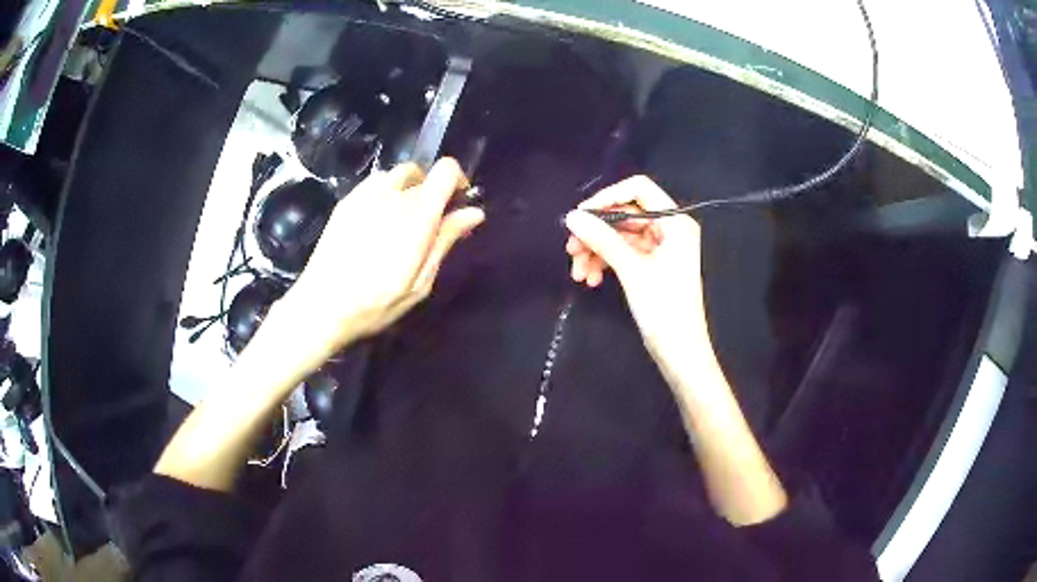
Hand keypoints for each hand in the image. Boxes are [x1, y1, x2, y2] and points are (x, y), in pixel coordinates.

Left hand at [276, 158, 484, 363]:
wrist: (321, 306)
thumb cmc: (376, 303)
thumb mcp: (420, 282)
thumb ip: (445, 241)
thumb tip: (475, 212)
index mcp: (416, 215)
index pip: (445, 170)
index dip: (456, 180)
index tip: (456, 203)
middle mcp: (392, 196)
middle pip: (423, 174)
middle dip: (432, 191)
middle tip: (428, 222)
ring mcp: (365, 195)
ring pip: (398, 174)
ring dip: (409, 188)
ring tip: (401, 220)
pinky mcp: (346, 201)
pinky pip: (375, 182)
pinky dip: (386, 191)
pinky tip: (378, 220)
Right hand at [564, 176, 707, 361]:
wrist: (680, 353)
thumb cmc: (664, 309)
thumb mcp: (631, 270)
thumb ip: (602, 239)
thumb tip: (572, 217)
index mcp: (675, 222)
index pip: (638, 190)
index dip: (607, 197)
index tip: (581, 215)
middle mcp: (670, 229)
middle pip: (625, 215)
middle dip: (596, 232)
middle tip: (571, 250)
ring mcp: (661, 248)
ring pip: (620, 236)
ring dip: (596, 251)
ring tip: (578, 274)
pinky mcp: (652, 265)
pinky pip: (624, 253)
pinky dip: (606, 263)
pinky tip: (591, 280)